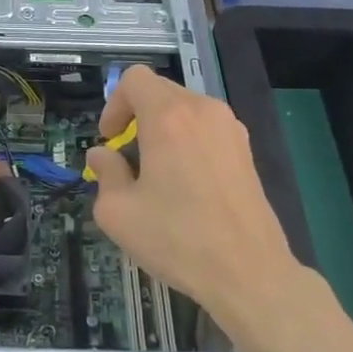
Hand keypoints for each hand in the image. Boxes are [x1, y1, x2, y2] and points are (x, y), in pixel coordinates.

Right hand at [85, 66, 300, 316]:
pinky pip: (207, 129)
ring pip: (185, 110)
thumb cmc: (178, 239)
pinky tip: (188, 184)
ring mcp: (230, 129)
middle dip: (137, 117)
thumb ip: (105, 173)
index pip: (134, 78)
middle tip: (128, 158)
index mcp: (168, 117)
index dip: (114, 104)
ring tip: (158, 173)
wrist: (249, 273)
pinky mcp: (246, 151)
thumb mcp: (118, 212)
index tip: (111, 140)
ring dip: (164, 129)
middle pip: (160, 91)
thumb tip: (103, 156)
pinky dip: (189, 142)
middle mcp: (202, 110)